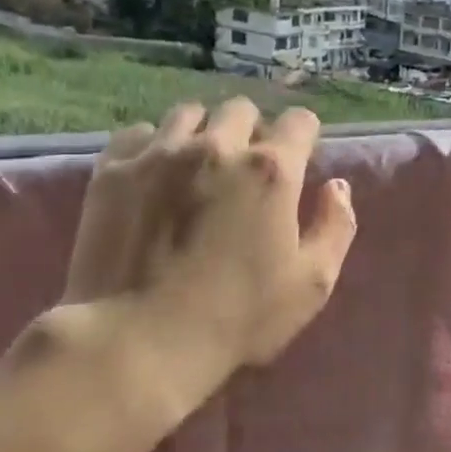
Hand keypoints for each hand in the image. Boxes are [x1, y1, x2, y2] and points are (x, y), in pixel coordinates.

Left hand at [65, 98, 356, 378]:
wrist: (137, 342)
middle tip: (244, 170)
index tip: (296, 162)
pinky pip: (137, 133)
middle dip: (250, 130)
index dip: (302, 138)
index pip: (298, 121)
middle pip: (241, 109)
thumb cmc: (237, 318)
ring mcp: (159, 153)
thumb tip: (337, 186)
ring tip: (196, 168)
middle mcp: (216, 146)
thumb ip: (336, 226)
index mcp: (270, 169)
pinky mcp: (113, 170)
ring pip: (188, 114)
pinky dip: (151, 147)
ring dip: (201, 133)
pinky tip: (151, 177)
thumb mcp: (312, 284)